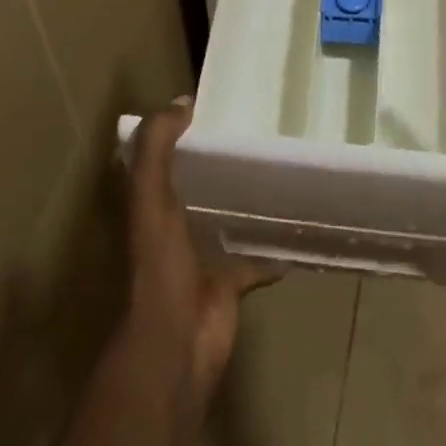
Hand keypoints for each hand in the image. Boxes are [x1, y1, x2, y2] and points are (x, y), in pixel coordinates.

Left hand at [126, 97, 277, 396]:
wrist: (174, 346)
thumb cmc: (159, 266)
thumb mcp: (149, 196)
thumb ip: (156, 147)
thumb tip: (183, 100)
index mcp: (151, 205)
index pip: (162, 158)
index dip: (179, 132)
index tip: (213, 104)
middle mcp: (173, 228)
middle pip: (197, 186)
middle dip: (219, 163)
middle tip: (257, 131)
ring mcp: (202, 258)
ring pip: (226, 220)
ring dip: (245, 202)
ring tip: (279, 170)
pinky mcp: (229, 284)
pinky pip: (256, 261)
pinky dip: (272, 251)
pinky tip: (297, 230)